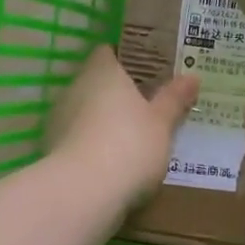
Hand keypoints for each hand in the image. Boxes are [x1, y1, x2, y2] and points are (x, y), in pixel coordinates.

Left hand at [47, 46, 198, 202]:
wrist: (83, 192)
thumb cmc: (130, 145)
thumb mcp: (161, 123)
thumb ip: (174, 99)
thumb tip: (192, 76)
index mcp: (103, 72)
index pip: (108, 52)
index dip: (125, 58)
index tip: (146, 70)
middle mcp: (76, 88)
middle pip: (97, 82)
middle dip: (117, 93)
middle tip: (147, 105)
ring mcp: (59, 119)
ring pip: (85, 111)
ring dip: (103, 120)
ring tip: (131, 137)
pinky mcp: (52, 149)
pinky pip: (77, 137)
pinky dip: (92, 144)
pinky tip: (111, 161)